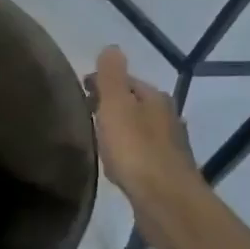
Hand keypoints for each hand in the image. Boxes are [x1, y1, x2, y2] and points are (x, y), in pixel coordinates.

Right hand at [92, 46, 203, 210]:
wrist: (166, 201)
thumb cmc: (136, 149)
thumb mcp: (116, 105)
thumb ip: (112, 76)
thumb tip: (112, 47)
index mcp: (155, 98)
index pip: (126, 80)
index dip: (102, 82)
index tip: (79, 90)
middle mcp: (168, 118)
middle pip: (135, 104)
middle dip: (112, 105)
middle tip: (85, 113)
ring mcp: (170, 147)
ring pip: (139, 129)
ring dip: (121, 130)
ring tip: (97, 138)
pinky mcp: (166, 173)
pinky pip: (141, 154)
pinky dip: (128, 153)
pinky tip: (116, 164)